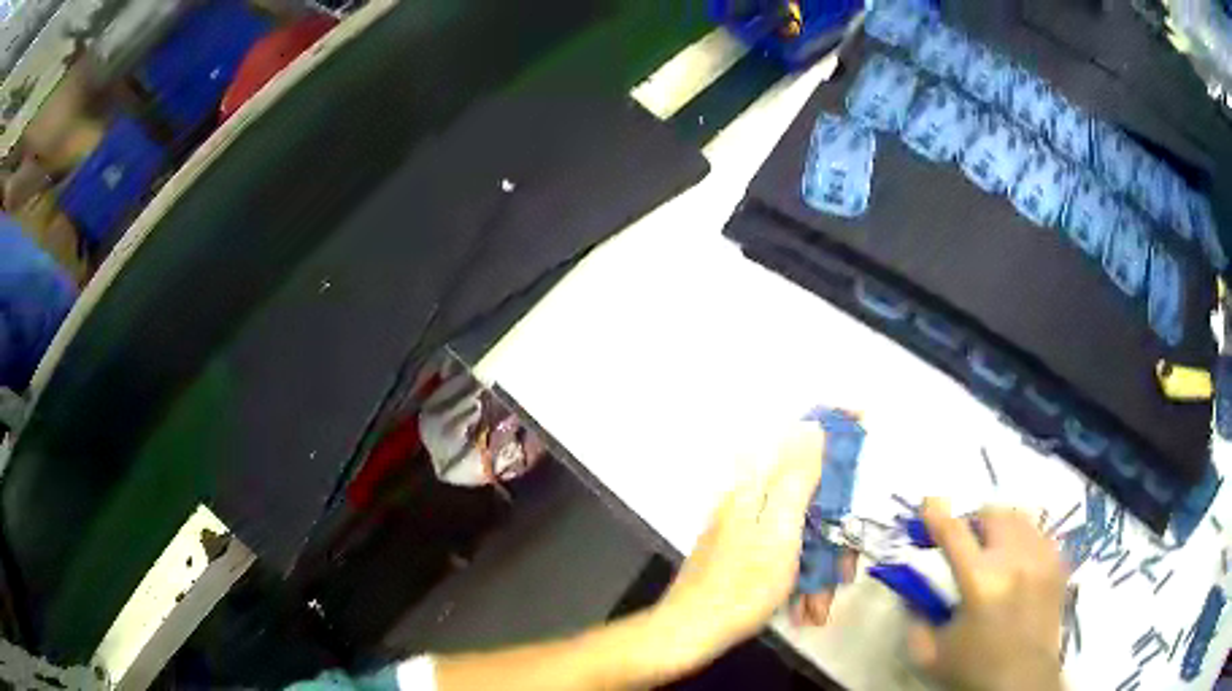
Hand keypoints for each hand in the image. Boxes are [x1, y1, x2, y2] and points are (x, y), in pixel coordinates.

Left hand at [653, 424, 825, 668]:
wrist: (690, 633)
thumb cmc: (741, 587)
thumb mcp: (778, 533)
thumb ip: (796, 480)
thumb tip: (811, 426)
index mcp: (756, 490)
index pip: (801, 446)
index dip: (834, 438)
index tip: (865, 425)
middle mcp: (752, 505)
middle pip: (809, 503)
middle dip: (833, 540)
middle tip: (844, 573)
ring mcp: (747, 533)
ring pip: (801, 537)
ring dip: (817, 571)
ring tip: (819, 608)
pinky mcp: (745, 558)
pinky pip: (784, 559)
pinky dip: (799, 582)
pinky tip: (804, 611)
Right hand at [908, 499, 1066, 690]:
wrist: (1023, 680)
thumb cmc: (974, 668)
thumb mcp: (929, 655)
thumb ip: (914, 623)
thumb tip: (911, 596)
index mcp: (980, 581)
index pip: (955, 533)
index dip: (938, 515)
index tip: (928, 504)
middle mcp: (1014, 560)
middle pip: (994, 513)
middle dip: (974, 520)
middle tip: (966, 540)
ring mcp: (1041, 559)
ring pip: (1020, 519)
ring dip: (1001, 527)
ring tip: (994, 549)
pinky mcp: (1058, 565)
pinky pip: (1040, 535)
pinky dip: (1024, 541)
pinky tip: (1018, 564)